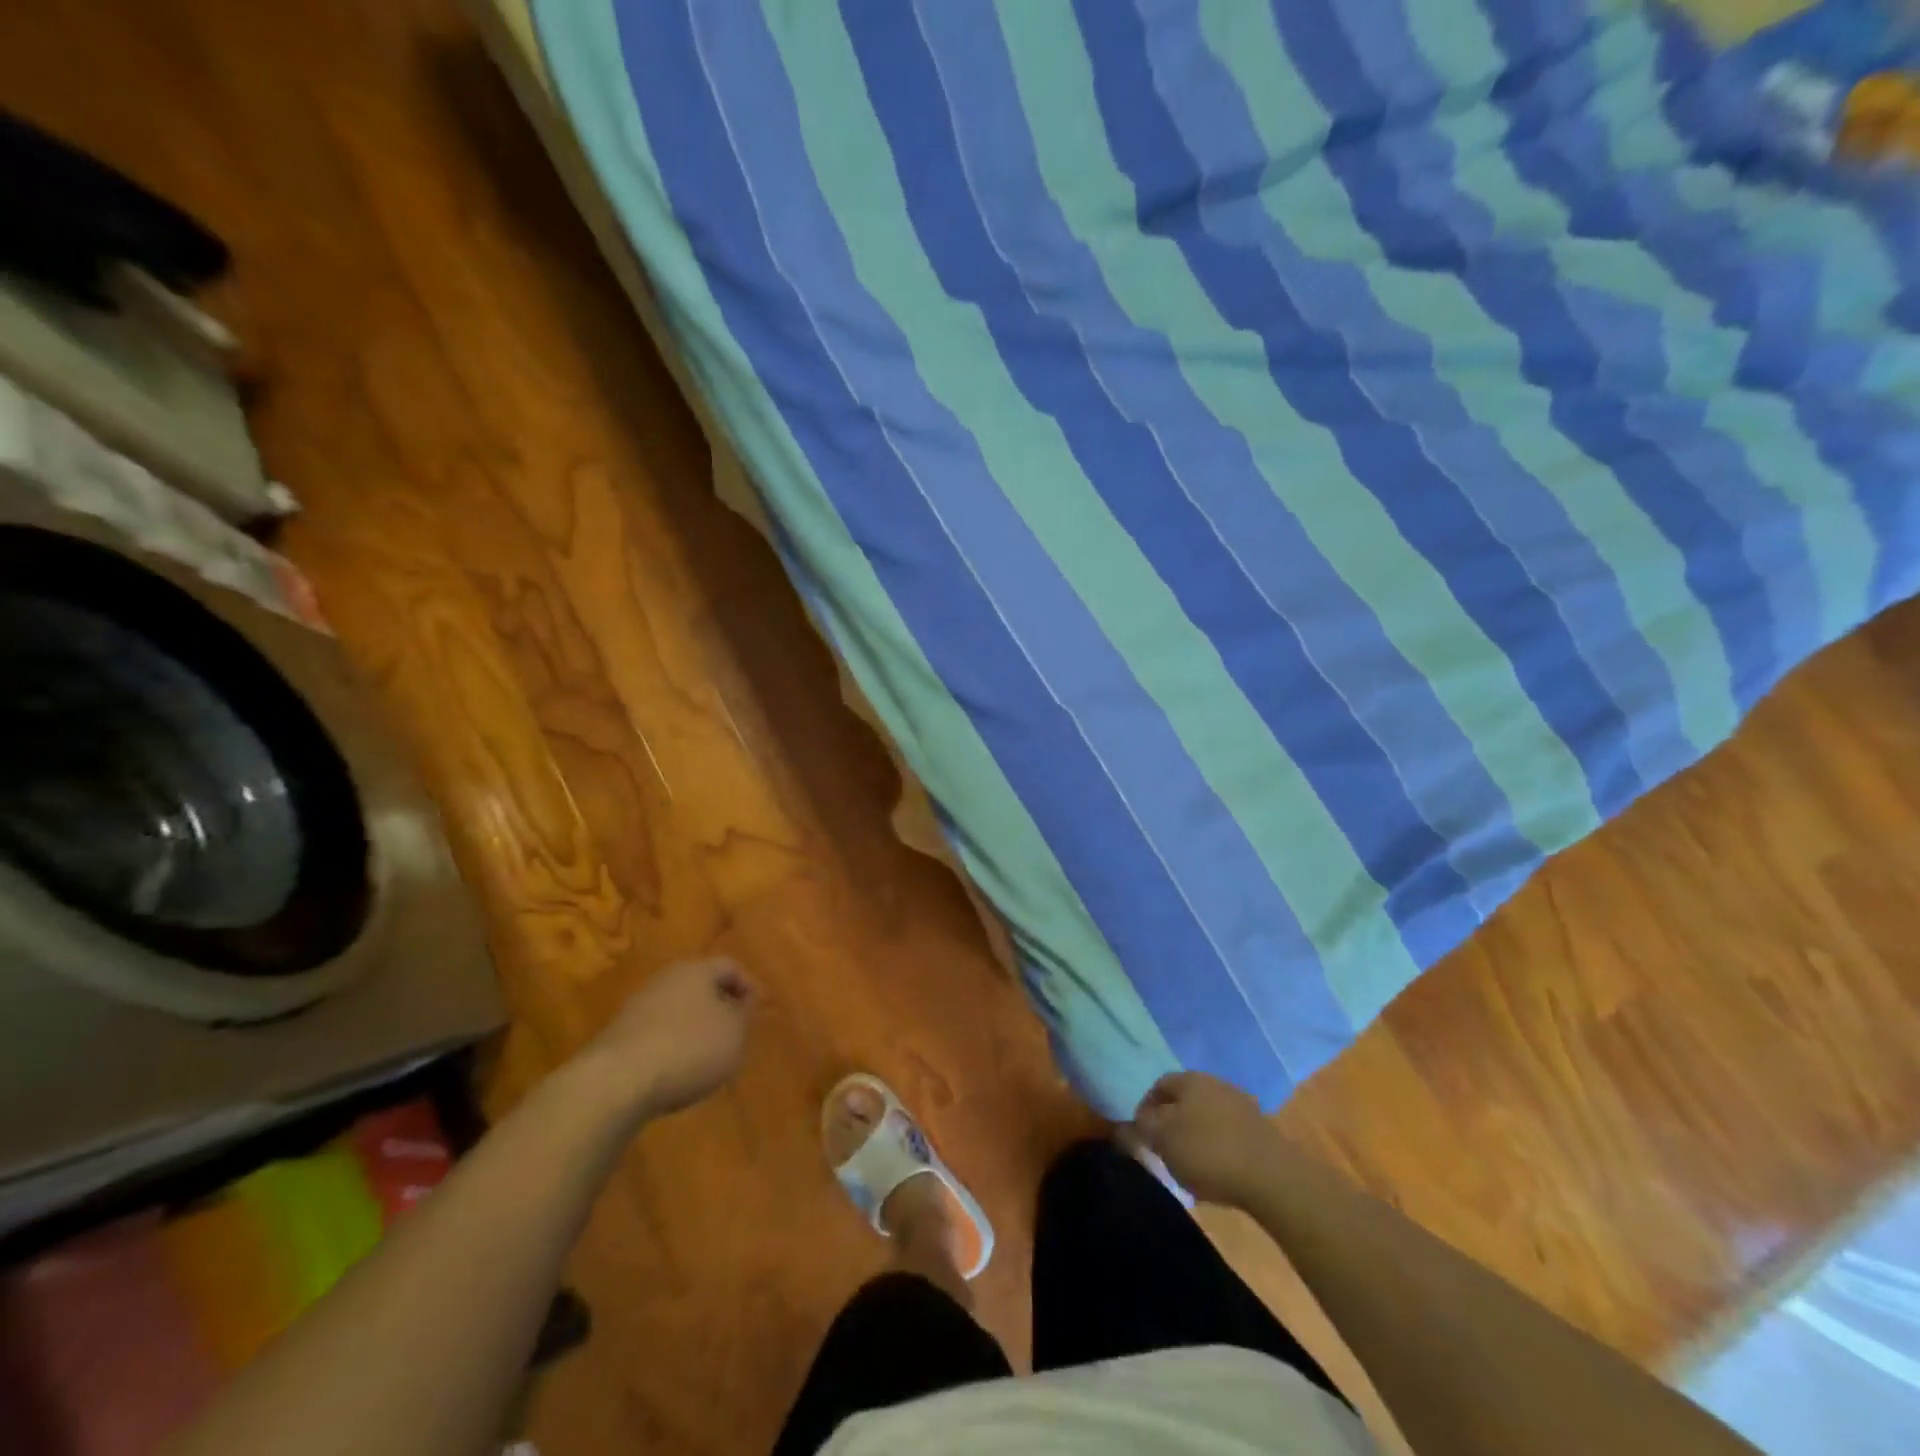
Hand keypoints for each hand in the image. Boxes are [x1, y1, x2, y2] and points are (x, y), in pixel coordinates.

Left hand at [579, 958, 760, 1121]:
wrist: (616, 1081)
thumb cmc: (689, 1048)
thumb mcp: (734, 1034)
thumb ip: (744, 1015)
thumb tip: (742, 1003)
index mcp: (697, 969)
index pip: (730, 966)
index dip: (749, 986)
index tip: (759, 1010)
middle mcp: (666, 978)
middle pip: (700, 984)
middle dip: (719, 1004)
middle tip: (735, 1029)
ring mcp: (638, 1005)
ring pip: (677, 1007)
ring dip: (694, 1024)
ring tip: (708, 1053)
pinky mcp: (619, 1034)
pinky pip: (656, 1030)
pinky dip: (672, 1043)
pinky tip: (677, 1067)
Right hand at [1132, 1071, 1276, 1207]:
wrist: (1273, 1177)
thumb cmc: (1208, 1152)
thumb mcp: (1163, 1141)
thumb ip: (1142, 1128)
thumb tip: (1132, 1122)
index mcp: (1190, 1080)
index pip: (1159, 1085)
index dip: (1145, 1107)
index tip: (1141, 1134)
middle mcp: (1216, 1084)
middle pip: (1185, 1100)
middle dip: (1171, 1122)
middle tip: (1164, 1149)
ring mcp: (1242, 1106)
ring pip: (1207, 1116)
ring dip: (1196, 1135)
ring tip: (1190, 1164)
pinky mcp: (1261, 1130)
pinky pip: (1228, 1133)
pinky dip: (1218, 1147)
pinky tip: (1217, 1170)